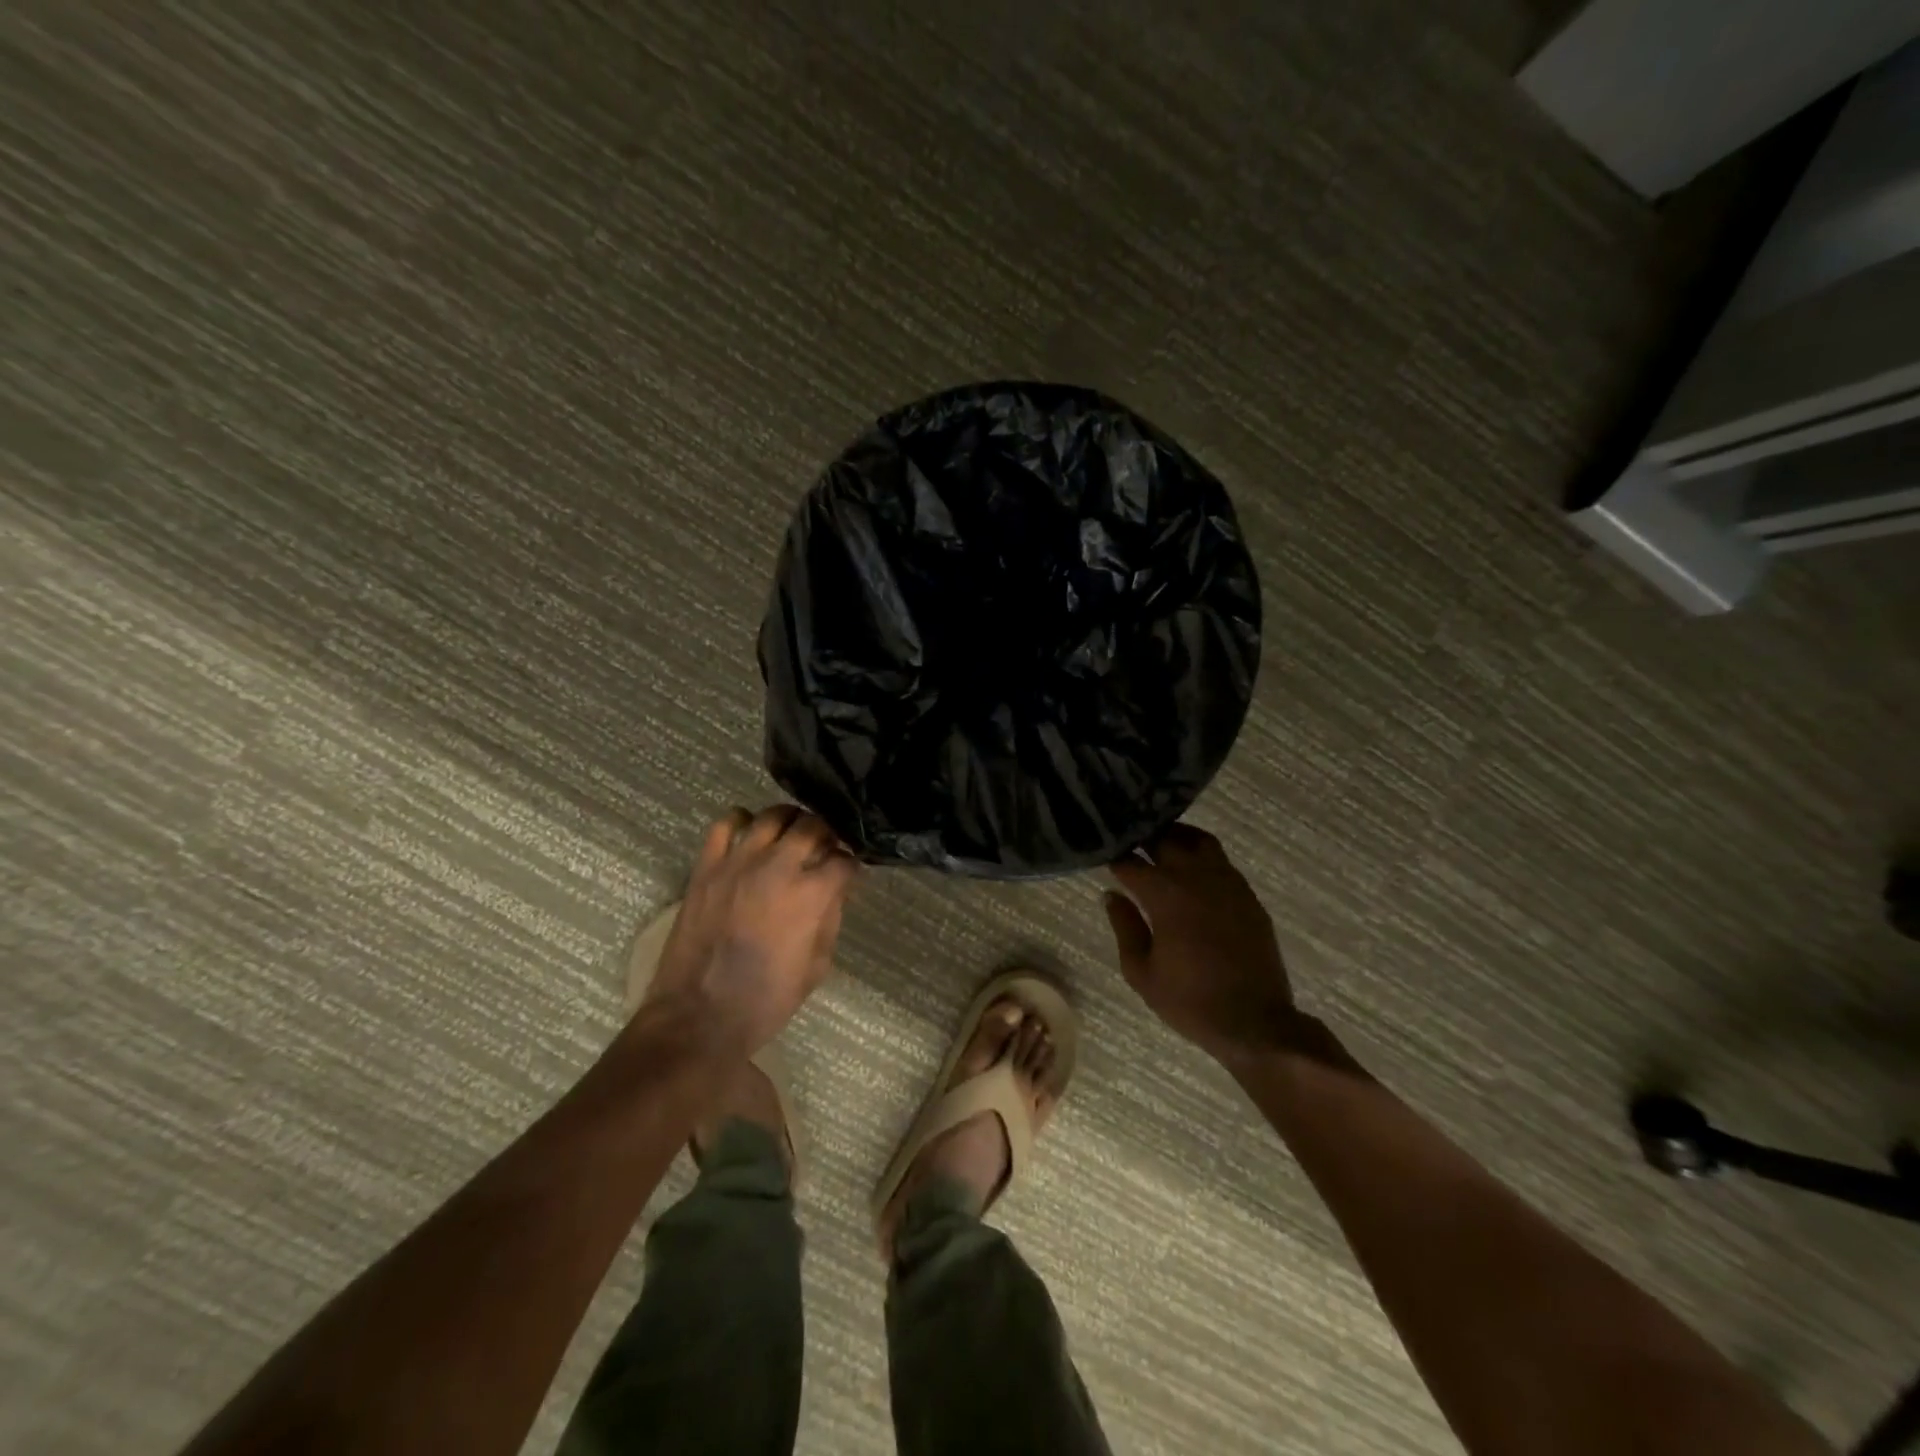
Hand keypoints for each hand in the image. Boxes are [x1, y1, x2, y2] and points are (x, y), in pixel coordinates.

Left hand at [643, 805, 859, 1053]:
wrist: (699, 1017)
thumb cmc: (766, 1000)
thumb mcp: (817, 965)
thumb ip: (831, 918)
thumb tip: (836, 889)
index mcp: (811, 894)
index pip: (845, 860)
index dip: (852, 866)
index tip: (850, 873)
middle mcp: (778, 867)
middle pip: (814, 825)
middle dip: (828, 834)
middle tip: (825, 849)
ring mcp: (738, 862)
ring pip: (773, 816)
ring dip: (791, 821)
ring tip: (792, 836)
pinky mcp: (707, 866)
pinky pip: (725, 824)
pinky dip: (742, 820)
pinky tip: (750, 834)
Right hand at [1104, 824, 1295, 1065]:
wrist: (1255, 1022)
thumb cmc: (1190, 1002)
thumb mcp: (1142, 972)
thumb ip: (1125, 927)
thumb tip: (1111, 895)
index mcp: (1166, 896)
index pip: (1132, 863)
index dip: (1115, 858)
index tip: (1103, 856)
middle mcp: (1197, 878)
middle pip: (1166, 839)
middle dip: (1144, 838)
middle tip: (1129, 842)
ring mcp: (1227, 883)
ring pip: (1199, 841)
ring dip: (1176, 838)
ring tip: (1160, 846)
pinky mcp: (1248, 895)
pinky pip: (1221, 862)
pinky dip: (1201, 856)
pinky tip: (1192, 871)